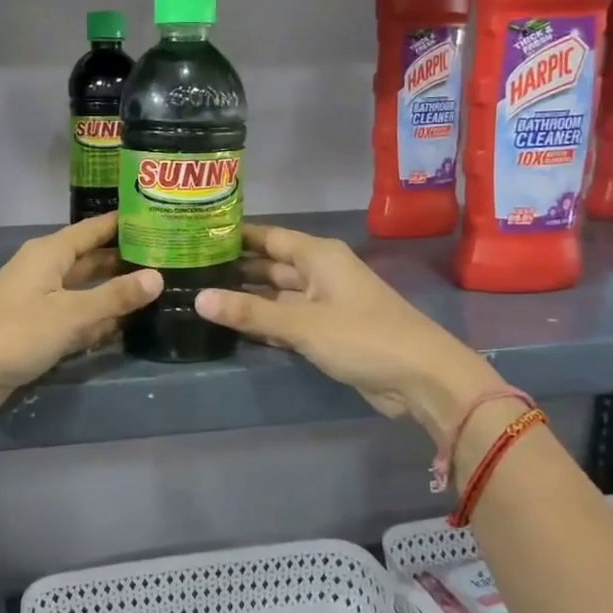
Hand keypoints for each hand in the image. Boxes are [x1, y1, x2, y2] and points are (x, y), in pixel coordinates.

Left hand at [0, 213, 161, 422]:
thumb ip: (113, 297)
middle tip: (172, 260)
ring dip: (115, 294)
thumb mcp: (69, 314)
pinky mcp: (36, 333)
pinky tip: (126, 326)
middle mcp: (45, 272)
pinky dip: (97, 322)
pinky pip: (75, 320)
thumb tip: (157, 277)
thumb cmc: (11, 333)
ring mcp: (40, 303)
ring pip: (85, 292)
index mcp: (49, 254)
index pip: (94, 229)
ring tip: (160, 290)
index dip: (125, 223)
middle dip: (126, 261)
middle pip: (92, 260)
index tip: (162, 217)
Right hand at [196, 222, 502, 443]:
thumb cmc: (362, 336)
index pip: (269, 237)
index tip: (198, 234)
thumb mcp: (302, 323)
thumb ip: (251, 312)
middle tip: (191, 271)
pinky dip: (265, 323)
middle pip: (271, 266)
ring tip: (202, 296)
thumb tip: (199, 299)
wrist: (421, 377)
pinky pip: (288, 320)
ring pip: (277, 295)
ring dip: (248, 299)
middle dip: (236, 269)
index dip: (237, 236)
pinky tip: (234, 326)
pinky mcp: (328, 332)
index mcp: (319, 256)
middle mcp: (320, 273)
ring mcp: (325, 304)